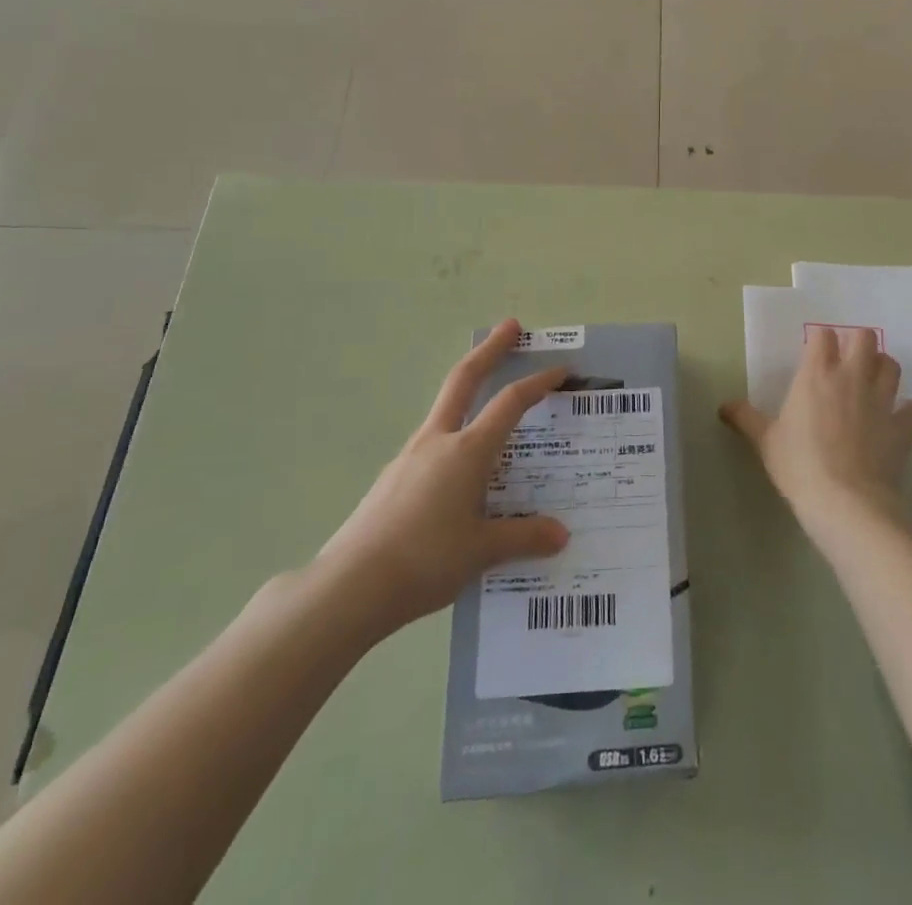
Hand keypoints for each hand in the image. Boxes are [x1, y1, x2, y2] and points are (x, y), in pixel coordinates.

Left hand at [316, 320, 569, 636]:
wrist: (350, 586)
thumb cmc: (425, 560)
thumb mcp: (481, 551)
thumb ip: (523, 538)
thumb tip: (560, 535)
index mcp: (467, 450)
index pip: (510, 402)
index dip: (538, 382)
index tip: (560, 370)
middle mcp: (438, 441)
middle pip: (465, 378)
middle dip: (490, 349)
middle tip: (510, 326)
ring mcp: (410, 456)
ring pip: (445, 408)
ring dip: (469, 388)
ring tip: (490, 399)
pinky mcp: (392, 477)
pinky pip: (432, 443)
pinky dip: (454, 434)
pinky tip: (459, 468)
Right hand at [720, 325, 911, 544]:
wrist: (847, 503)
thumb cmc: (800, 465)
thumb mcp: (766, 441)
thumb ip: (746, 418)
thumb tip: (724, 406)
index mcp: (816, 375)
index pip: (823, 336)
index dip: (820, 340)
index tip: (815, 352)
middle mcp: (852, 377)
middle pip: (865, 338)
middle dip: (858, 343)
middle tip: (847, 361)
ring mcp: (882, 400)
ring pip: (892, 365)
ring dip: (883, 368)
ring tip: (872, 382)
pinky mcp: (903, 425)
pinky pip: (911, 407)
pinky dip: (904, 409)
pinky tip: (894, 418)